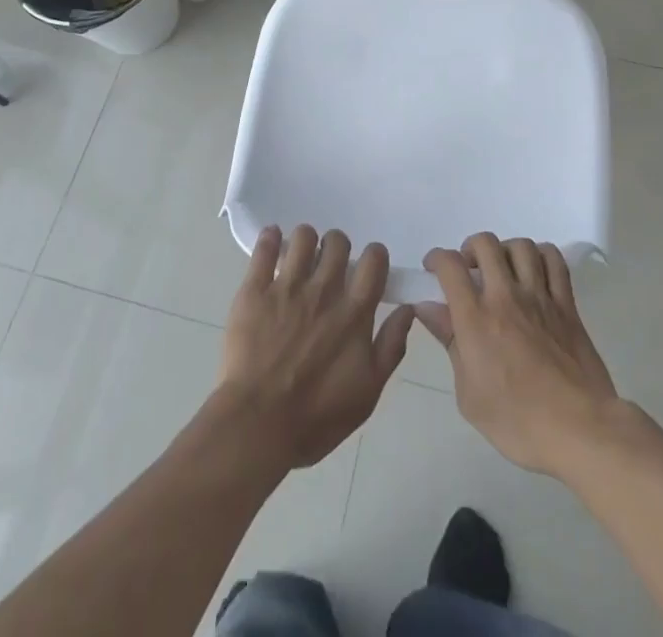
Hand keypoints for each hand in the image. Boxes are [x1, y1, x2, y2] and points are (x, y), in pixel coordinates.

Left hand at [215, 225, 414, 470]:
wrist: (257, 426)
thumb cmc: (316, 417)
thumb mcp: (368, 392)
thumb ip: (391, 346)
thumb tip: (408, 309)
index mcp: (354, 312)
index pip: (374, 260)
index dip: (374, 256)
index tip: (367, 267)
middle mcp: (324, 290)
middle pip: (338, 242)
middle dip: (337, 247)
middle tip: (330, 265)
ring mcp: (287, 287)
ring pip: (303, 237)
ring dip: (306, 241)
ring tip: (300, 257)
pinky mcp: (255, 290)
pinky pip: (264, 248)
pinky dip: (270, 238)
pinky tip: (273, 240)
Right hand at [415, 234, 622, 479]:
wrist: (579, 430)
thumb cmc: (517, 422)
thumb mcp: (469, 395)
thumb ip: (450, 342)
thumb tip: (428, 309)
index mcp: (476, 319)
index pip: (450, 266)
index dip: (436, 259)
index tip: (433, 270)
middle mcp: (506, 297)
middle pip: (485, 244)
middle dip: (470, 249)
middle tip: (469, 270)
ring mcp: (540, 297)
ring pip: (521, 246)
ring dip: (505, 251)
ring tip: (503, 270)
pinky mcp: (567, 304)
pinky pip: (554, 260)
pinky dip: (541, 256)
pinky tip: (535, 272)